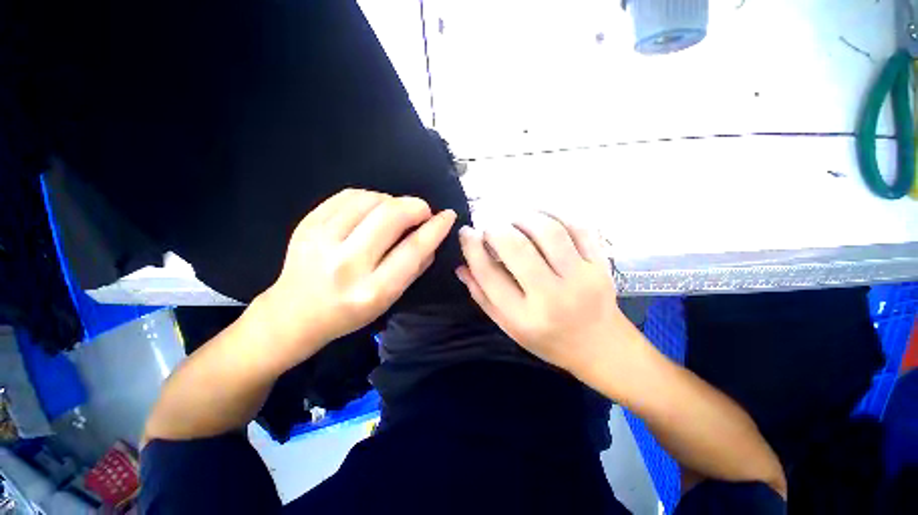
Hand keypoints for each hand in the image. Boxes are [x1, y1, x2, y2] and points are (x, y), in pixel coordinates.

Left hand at [258, 189, 455, 369]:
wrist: (294, 313)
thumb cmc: (349, 312)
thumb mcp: (390, 299)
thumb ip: (415, 267)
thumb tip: (432, 235)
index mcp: (372, 290)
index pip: (413, 249)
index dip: (435, 228)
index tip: (448, 215)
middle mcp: (347, 264)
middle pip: (391, 216)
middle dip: (415, 206)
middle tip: (422, 211)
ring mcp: (321, 240)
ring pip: (370, 200)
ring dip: (392, 201)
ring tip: (395, 213)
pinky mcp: (306, 224)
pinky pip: (348, 195)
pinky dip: (369, 197)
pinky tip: (372, 209)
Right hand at [456, 213, 629, 374]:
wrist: (600, 346)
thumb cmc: (548, 339)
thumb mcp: (509, 326)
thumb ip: (483, 297)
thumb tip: (462, 266)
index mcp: (524, 316)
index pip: (489, 274)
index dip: (472, 248)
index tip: (466, 232)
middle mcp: (552, 296)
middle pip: (517, 248)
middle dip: (496, 229)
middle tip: (490, 226)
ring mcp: (581, 278)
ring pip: (549, 231)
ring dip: (524, 218)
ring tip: (514, 220)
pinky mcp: (601, 265)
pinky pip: (579, 228)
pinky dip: (556, 215)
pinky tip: (541, 216)